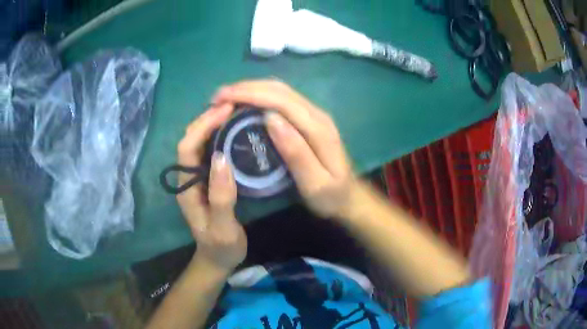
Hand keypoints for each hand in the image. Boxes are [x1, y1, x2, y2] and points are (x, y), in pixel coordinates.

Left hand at [176, 104, 246, 272]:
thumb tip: (222, 157)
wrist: (218, 259)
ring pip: (199, 143)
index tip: (226, 110)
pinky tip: (235, 131)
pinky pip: (210, 151)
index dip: (203, 126)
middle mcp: (188, 178)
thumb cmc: (221, 246)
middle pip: (190, 140)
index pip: (187, 148)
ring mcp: (197, 178)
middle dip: (207, 118)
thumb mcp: (223, 228)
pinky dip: (220, 135)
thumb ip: (221, 197)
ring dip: (212, 123)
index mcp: (187, 188)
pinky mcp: (207, 180)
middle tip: (233, 105)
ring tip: (235, 111)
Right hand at [213, 80, 357, 217]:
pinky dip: (261, 96)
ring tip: (227, 97)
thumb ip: (296, 151)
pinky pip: (282, 99)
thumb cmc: (331, 197)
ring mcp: (314, 114)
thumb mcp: (315, 184)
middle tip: (218, 97)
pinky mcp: (310, 118)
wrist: (350, 197)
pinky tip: (247, 103)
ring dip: (252, 89)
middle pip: (279, 89)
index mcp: (318, 128)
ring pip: (280, 90)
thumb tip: (270, 118)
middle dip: (246, 87)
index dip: (249, 94)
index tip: (221, 98)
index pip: (280, 100)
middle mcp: (317, 114)